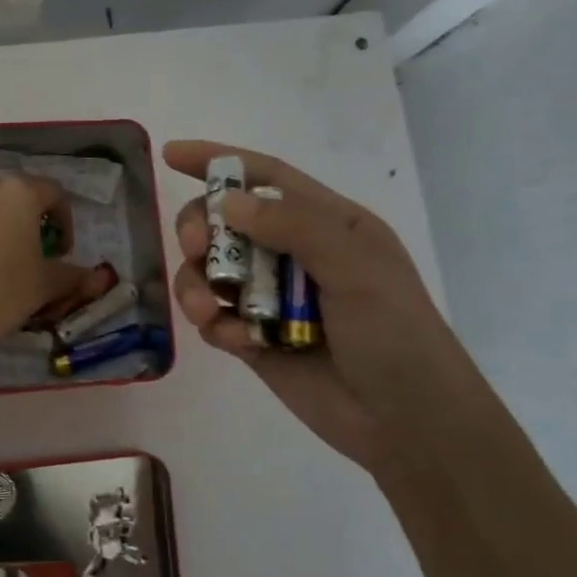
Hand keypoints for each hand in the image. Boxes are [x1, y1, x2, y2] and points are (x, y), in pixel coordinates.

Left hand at [0, 175, 87, 368]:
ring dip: (7, 231)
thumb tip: (96, 278)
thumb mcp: (44, 286)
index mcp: (18, 193)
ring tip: (10, 268)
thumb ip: (73, 276)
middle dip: (35, 224)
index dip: (66, 222)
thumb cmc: (0, 294)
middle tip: (39, 259)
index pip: (54, 193)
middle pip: (20, 198)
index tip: (63, 254)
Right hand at [164, 139, 486, 472]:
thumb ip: (294, 226)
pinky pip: (214, 318)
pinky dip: (214, 324)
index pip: (264, 178)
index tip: (171, 154)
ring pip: (210, 272)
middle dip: (201, 230)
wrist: (406, 421)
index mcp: (326, 224)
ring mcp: (270, 298)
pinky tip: (236, 342)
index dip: (218, 162)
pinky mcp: (253, 339)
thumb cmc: (394, 332)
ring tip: (208, 311)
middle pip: (225, 224)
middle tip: (195, 248)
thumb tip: (227, 202)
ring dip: (198, 284)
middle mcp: (293, 254)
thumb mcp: (355, 267)